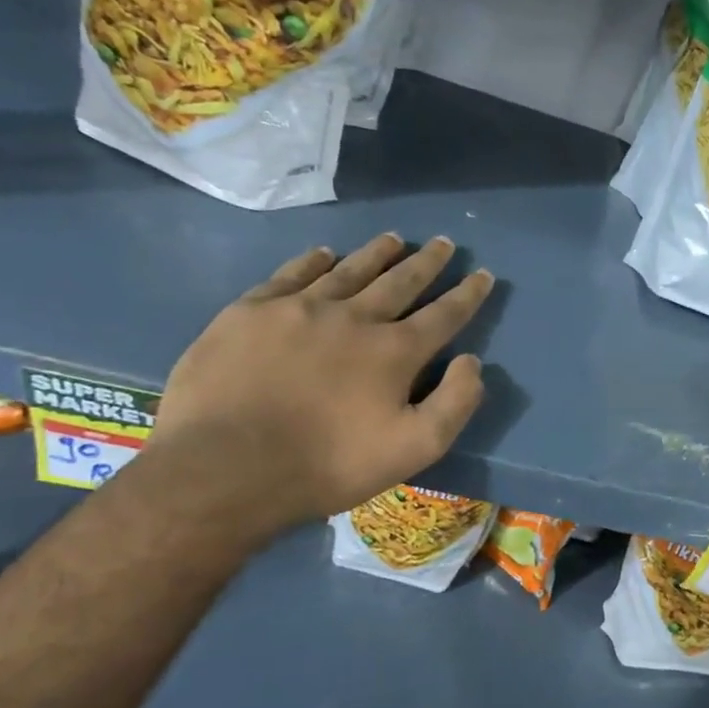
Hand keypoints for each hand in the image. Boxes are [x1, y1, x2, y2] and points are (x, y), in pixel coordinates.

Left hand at [148, 235, 492, 533]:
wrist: (225, 468)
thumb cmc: (327, 464)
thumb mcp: (414, 449)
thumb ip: (454, 403)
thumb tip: (472, 361)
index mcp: (394, 351)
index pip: (443, 314)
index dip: (467, 294)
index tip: (483, 273)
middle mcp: (353, 317)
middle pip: (399, 281)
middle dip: (427, 263)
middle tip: (443, 243)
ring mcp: (298, 308)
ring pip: (349, 270)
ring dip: (376, 253)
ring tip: (395, 239)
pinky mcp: (250, 312)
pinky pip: (292, 274)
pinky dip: (314, 261)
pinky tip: (324, 254)